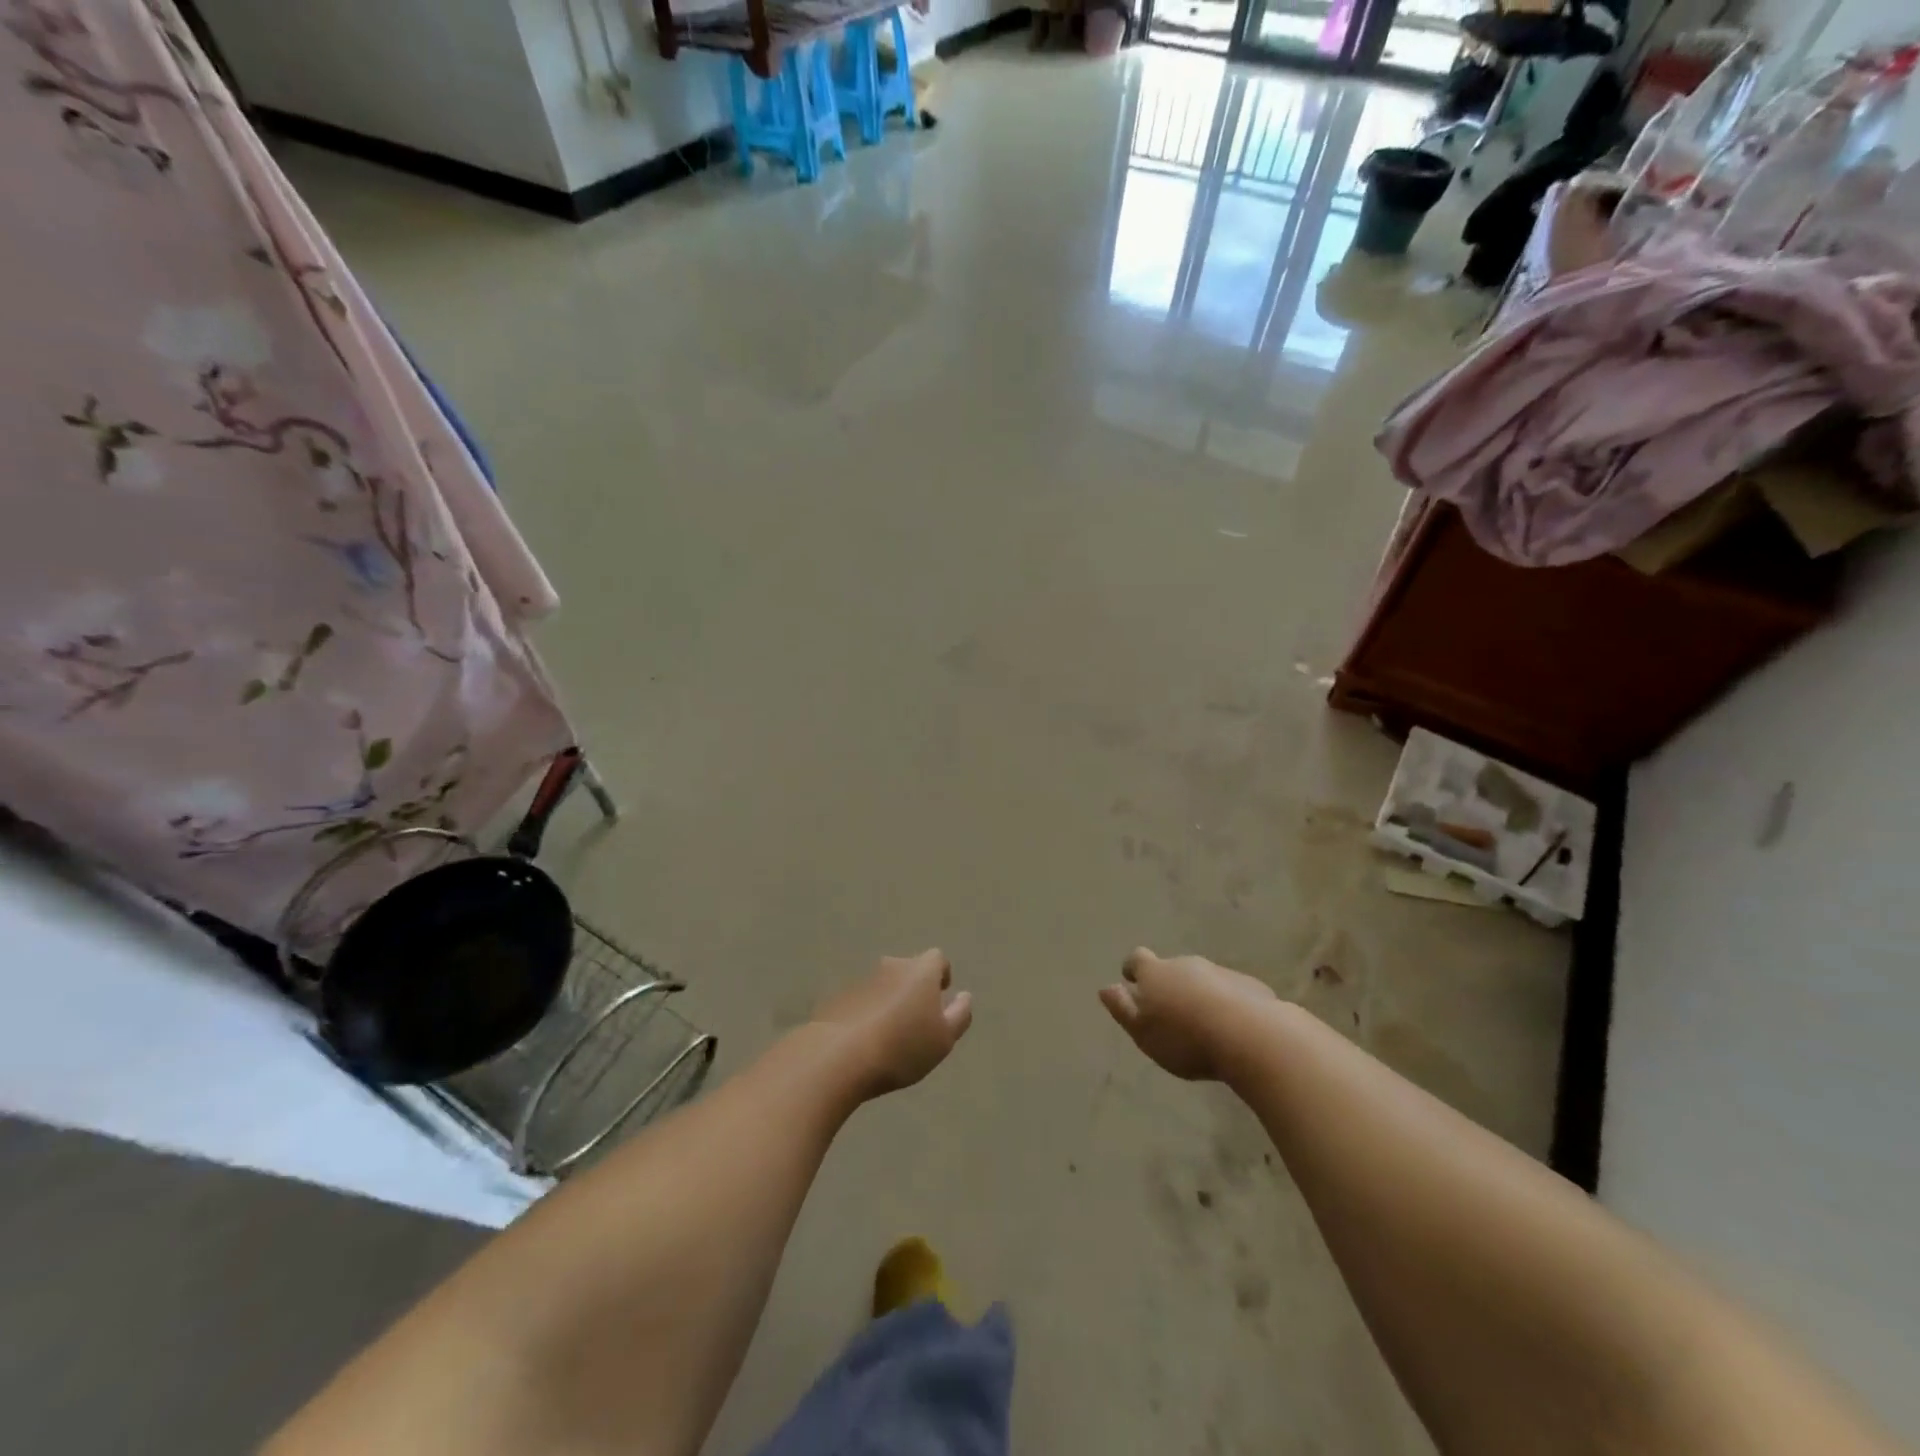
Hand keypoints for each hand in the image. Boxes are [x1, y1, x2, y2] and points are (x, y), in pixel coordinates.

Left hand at [810, 950, 972, 1099]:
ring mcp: (861, 980)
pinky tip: (865, 1041)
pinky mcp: (838, 997)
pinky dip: (867, 1013)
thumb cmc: (902, 1046)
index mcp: (920, 971)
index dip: (941, 974)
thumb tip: (964, 996)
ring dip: (889, 1000)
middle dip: (914, 988)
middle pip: (908, 969)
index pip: (937, 958)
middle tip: (917, 1019)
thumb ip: (959, 1015)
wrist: (839, 1056)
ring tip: (890, 1034)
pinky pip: (861, 1000)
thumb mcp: (943, 1039)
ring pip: (883, 985)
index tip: (941, 994)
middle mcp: (891, 966)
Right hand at [1099, 947, 1276, 1080]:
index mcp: (1156, 972)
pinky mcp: (1250, 986)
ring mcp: (1220, 972)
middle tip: (1170, 1012)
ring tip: (1203, 1024)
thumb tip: (1105, 988)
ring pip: (1203, 979)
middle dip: (1169, 985)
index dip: (1133, 969)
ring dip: (1199, 994)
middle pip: (1172, 968)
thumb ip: (1122, 1009)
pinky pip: (1231, 991)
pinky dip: (1227, 1004)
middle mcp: (1186, 964)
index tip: (1132, 981)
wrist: (1251, 1036)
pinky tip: (1233, 1029)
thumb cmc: (1185, 1037)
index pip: (1137, 959)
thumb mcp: (1143, 1031)